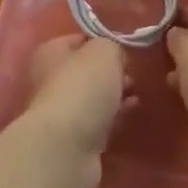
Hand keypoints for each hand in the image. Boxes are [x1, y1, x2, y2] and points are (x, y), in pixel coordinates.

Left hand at [20, 34, 130, 181]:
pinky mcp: (74, 139)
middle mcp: (50, 79)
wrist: (67, 148)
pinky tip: (132, 111)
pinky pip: (99, 120)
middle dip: (112, 71)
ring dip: (115, 94)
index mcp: (51, 52)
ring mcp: (61, 111)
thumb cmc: (83, 87)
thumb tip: (116, 57)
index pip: (81, 38)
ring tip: (137, 92)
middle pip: (87, 69)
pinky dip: (115, 115)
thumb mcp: (105, 51)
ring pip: (94, 96)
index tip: (126, 47)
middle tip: (133, 72)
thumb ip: (113, 46)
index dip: (105, 41)